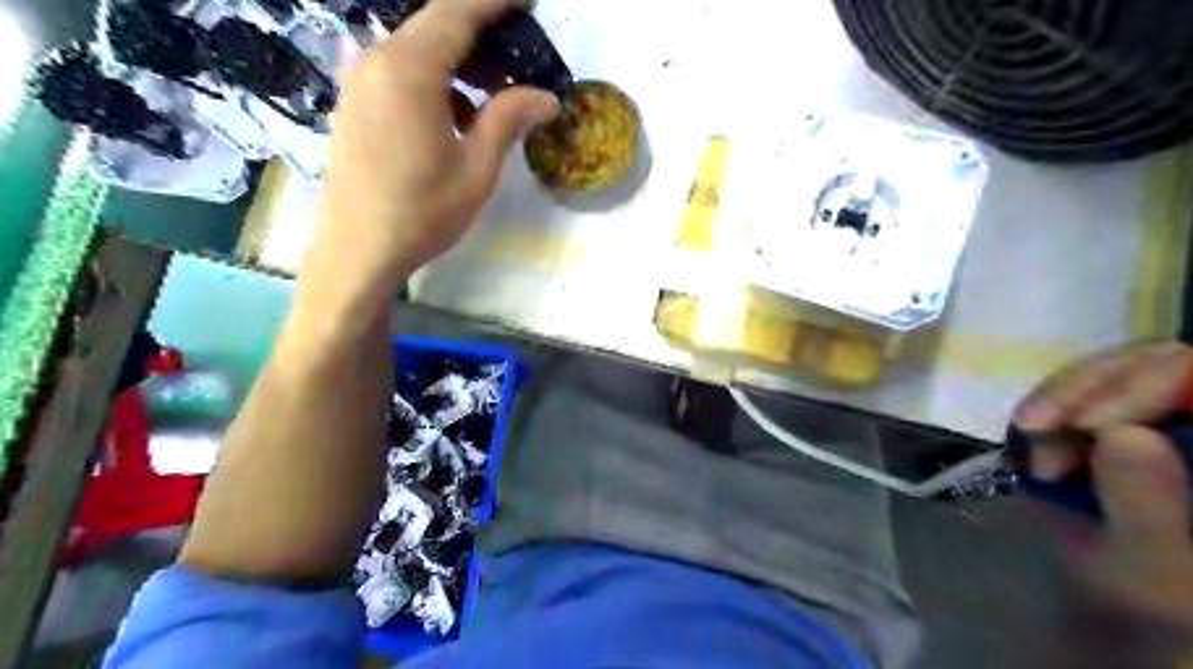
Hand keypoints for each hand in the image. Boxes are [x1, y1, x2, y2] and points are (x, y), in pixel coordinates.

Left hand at [298, 0, 558, 308]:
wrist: (356, 251)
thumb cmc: (422, 213)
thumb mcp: (476, 169)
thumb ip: (509, 120)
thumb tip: (547, 97)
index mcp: (409, 71)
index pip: (457, 13)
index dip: (495, 3)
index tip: (528, 4)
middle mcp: (376, 61)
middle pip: (434, 26)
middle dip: (480, 31)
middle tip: (520, 53)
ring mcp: (359, 81)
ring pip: (416, 50)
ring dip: (458, 61)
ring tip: (494, 91)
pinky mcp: (354, 104)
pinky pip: (398, 72)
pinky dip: (433, 79)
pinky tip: (456, 115)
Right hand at [1010, 342, 1192, 622]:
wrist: (1132, 613)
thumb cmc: (1159, 606)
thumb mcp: (1155, 573)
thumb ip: (1148, 509)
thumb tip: (1123, 434)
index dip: (1151, 382)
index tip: (1088, 426)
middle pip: (1154, 360)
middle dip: (1086, 388)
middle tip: (1037, 427)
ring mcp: (1164, 416)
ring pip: (1114, 367)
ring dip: (1059, 397)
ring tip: (1030, 438)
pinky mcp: (1123, 417)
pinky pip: (1083, 386)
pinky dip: (1050, 404)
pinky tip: (1031, 432)